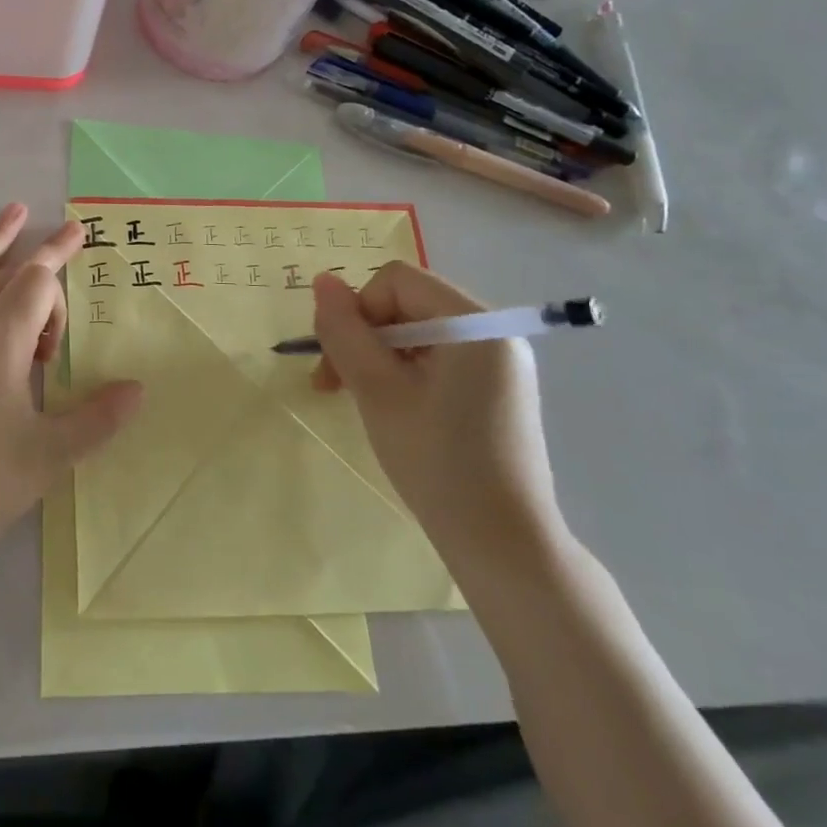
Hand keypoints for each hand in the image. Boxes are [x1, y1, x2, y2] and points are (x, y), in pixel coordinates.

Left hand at [0, 204, 142, 551]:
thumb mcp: (50, 456)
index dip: (60, 271)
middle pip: (4, 275)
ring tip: (12, 212)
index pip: (36, 285)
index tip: (79, 254)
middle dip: (37, 253)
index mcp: (0, 345)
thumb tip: (138, 388)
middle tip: (63, 232)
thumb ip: (98, 418)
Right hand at [311, 263, 563, 572]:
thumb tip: (322, 280)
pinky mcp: (498, 389)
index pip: (397, 281)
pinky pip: (439, 357)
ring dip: (378, 356)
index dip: (359, 310)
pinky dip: (405, 372)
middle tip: (333, 384)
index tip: (340, 360)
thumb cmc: (437, 463)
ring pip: (418, 331)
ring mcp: (500, 362)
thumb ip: (345, 331)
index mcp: (475, 325)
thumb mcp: (377, 391)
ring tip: (358, 400)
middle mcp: (495, 333)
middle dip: (364, 335)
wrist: (504, 546)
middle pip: (408, 303)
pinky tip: (393, 409)